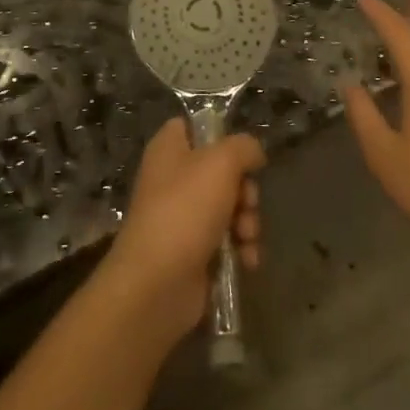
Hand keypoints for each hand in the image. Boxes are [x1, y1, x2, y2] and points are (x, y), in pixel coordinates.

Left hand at [101, 119, 264, 339]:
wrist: (157, 284)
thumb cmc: (185, 210)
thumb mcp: (220, 163)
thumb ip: (243, 147)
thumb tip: (253, 153)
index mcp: (169, 148)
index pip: (194, 126)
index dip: (220, 135)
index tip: (242, 153)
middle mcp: (173, 179)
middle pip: (222, 171)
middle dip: (245, 190)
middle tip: (246, 203)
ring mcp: (183, 217)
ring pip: (230, 207)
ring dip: (247, 222)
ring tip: (246, 237)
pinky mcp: (193, 251)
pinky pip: (227, 241)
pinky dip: (241, 249)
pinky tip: (247, 260)